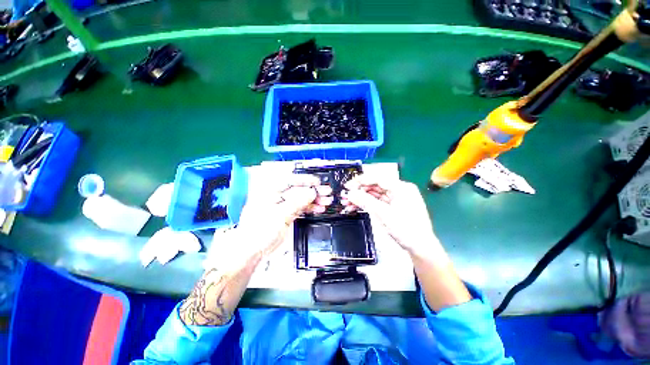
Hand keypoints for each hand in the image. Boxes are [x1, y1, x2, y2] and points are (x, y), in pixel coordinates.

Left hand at [205, 175, 332, 269]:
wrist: (252, 250)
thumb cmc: (259, 231)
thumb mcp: (279, 215)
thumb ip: (296, 202)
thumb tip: (310, 193)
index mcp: (270, 191)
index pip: (290, 180)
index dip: (305, 180)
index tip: (317, 182)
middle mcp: (276, 196)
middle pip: (298, 190)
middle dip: (313, 191)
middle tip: (326, 192)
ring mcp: (282, 205)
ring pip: (300, 199)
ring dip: (314, 200)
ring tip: (326, 201)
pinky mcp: (286, 214)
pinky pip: (300, 208)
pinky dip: (309, 208)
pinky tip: (318, 208)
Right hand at [342, 175, 439, 256]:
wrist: (421, 249)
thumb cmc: (406, 229)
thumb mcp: (384, 214)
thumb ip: (366, 201)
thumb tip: (349, 193)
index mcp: (401, 188)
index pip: (378, 179)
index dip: (361, 181)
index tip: (348, 185)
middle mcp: (399, 190)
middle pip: (375, 186)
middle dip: (359, 191)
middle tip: (345, 195)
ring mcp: (396, 199)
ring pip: (375, 195)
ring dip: (361, 198)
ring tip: (347, 203)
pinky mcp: (393, 207)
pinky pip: (377, 202)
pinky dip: (367, 204)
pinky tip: (355, 207)